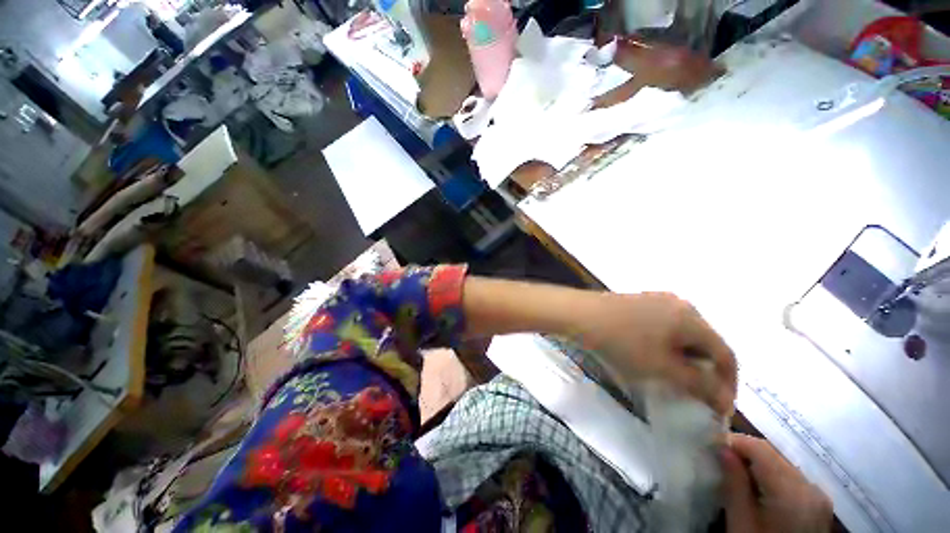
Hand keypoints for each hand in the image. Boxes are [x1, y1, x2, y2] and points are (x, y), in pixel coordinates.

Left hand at [578, 292, 736, 415]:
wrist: (580, 314)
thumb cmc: (622, 342)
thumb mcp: (663, 368)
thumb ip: (699, 384)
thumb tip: (724, 398)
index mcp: (692, 317)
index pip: (726, 354)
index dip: (728, 384)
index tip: (721, 408)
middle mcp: (680, 304)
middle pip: (706, 342)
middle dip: (706, 371)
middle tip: (697, 395)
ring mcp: (657, 300)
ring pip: (683, 335)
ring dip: (686, 359)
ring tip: (676, 379)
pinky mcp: (640, 303)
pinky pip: (665, 327)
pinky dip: (668, 346)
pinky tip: (654, 357)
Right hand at [721, 434, 832, 532]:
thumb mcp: (740, 520)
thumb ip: (734, 483)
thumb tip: (722, 449)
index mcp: (791, 489)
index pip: (759, 448)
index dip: (733, 441)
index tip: (711, 445)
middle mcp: (810, 486)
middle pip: (773, 454)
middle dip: (745, 453)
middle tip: (720, 459)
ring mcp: (818, 495)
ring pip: (782, 464)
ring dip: (758, 464)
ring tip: (737, 474)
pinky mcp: (819, 503)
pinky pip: (792, 478)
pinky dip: (772, 477)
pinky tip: (759, 489)